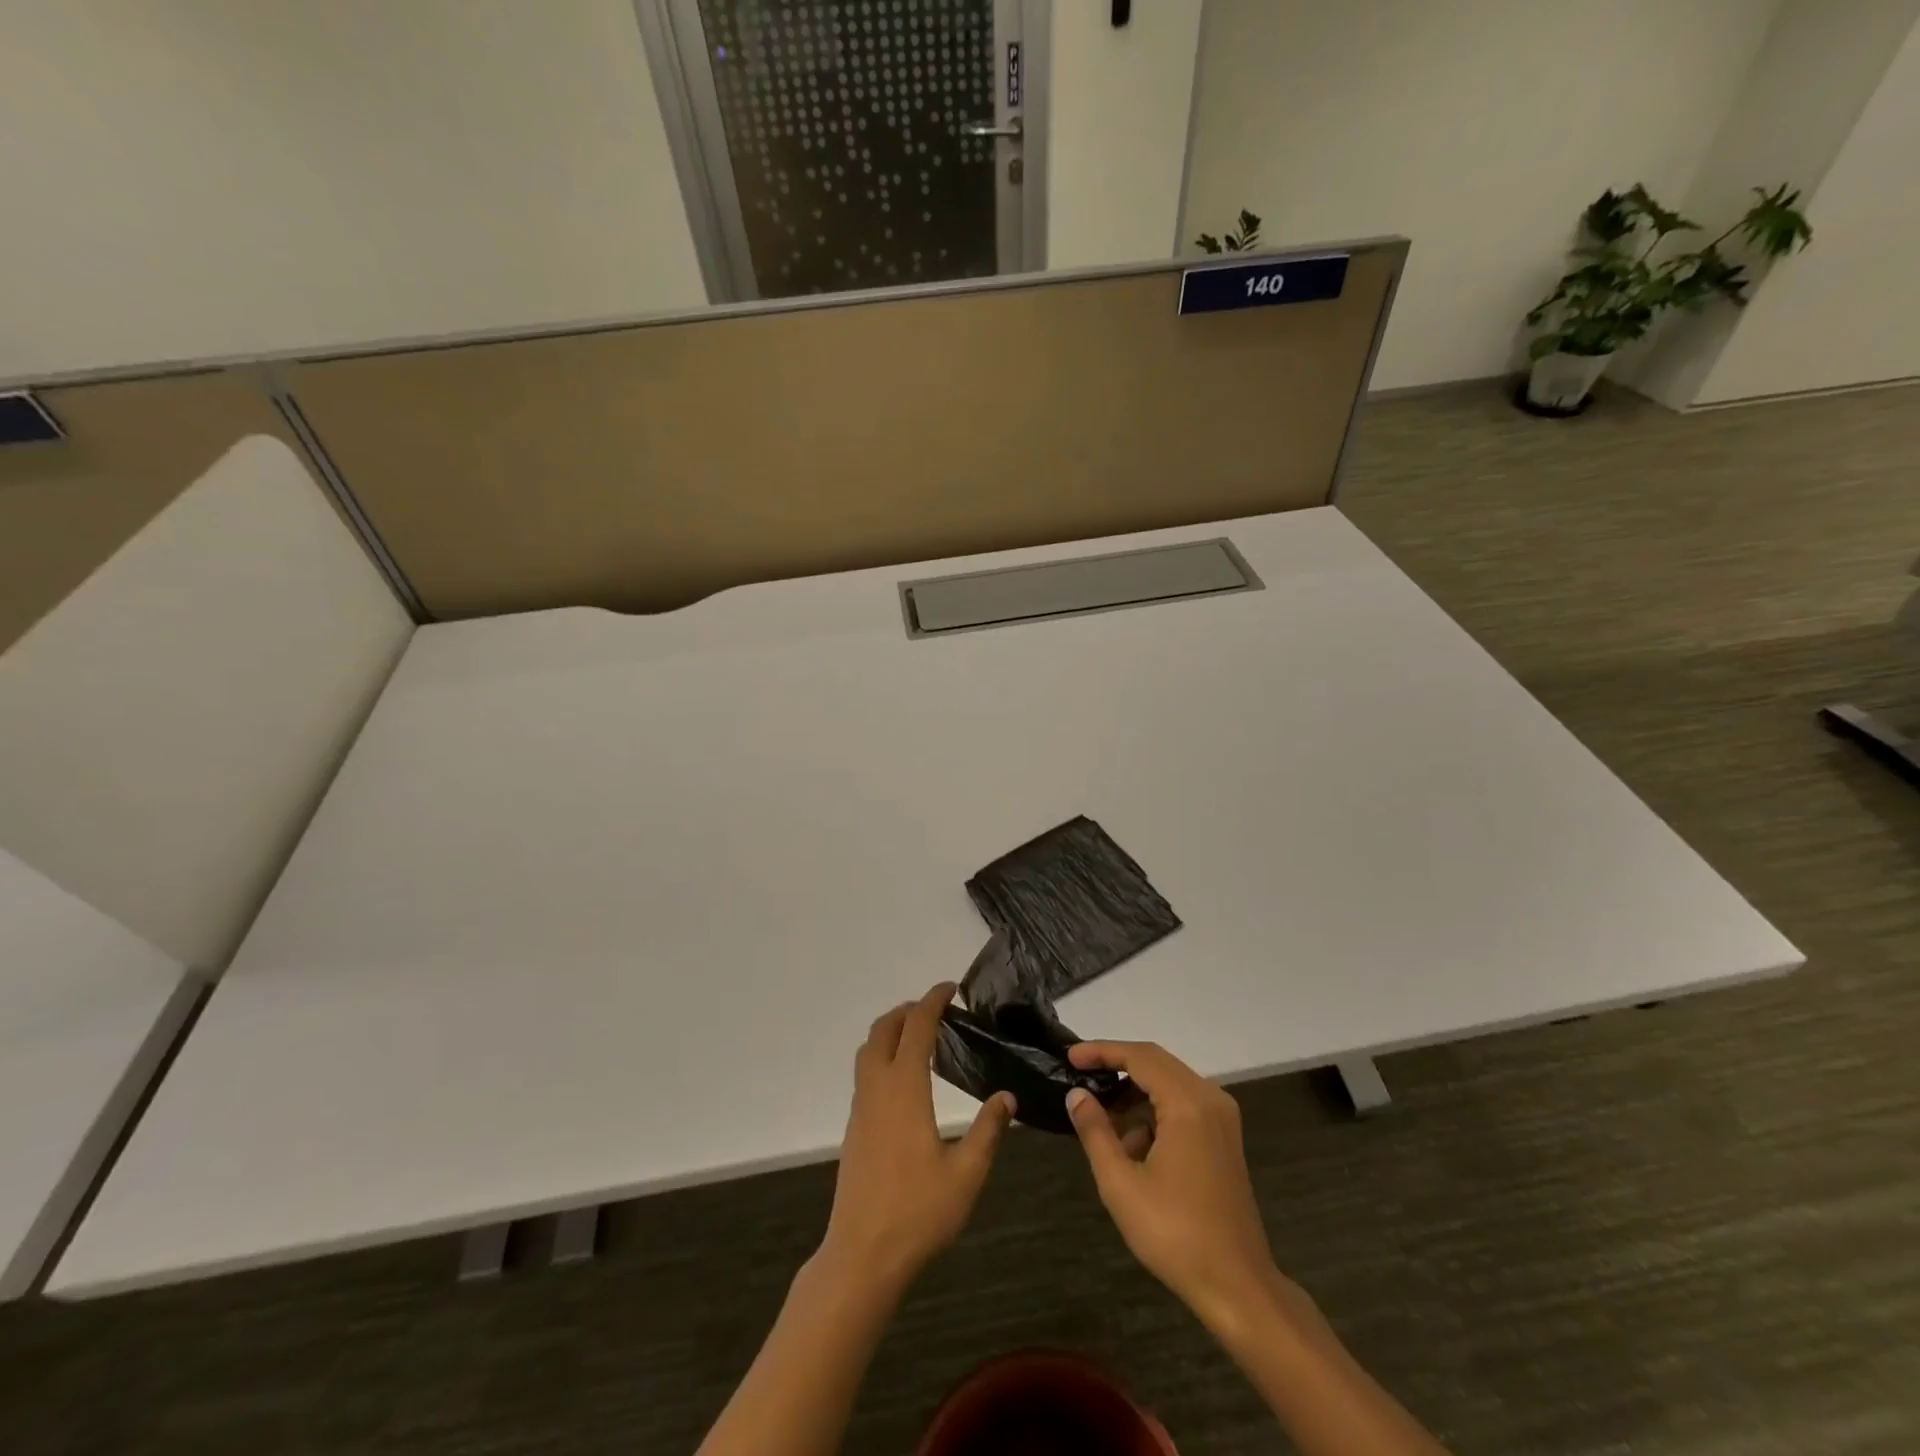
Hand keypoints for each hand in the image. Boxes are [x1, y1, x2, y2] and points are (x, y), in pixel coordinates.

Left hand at [819, 982, 1015, 1289]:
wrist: (861, 1256)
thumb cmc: (918, 1213)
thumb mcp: (967, 1174)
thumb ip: (988, 1131)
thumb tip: (1006, 1097)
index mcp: (904, 1090)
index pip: (916, 1027)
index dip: (932, 1001)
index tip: (951, 989)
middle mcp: (877, 1089)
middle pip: (883, 1029)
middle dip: (907, 1010)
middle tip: (937, 1011)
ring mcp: (861, 1108)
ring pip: (868, 1050)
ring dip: (891, 1031)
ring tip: (922, 1038)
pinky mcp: (855, 1128)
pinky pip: (865, 1073)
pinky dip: (883, 1056)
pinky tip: (906, 1081)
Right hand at [1065, 1041, 1278, 1329]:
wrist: (1238, 1286)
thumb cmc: (1176, 1235)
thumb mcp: (1121, 1185)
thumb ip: (1095, 1131)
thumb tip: (1076, 1095)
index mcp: (1188, 1104)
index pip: (1138, 1056)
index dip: (1102, 1051)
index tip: (1070, 1057)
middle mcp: (1209, 1099)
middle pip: (1156, 1062)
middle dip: (1116, 1066)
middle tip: (1080, 1076)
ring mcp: (1221, 1118)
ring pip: (1169, 1082)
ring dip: (1134, 1092)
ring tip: (1101, 1118)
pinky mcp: (1224, 1138)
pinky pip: (1183, 1103)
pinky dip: (1154, 1111)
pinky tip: (1133, 1144)